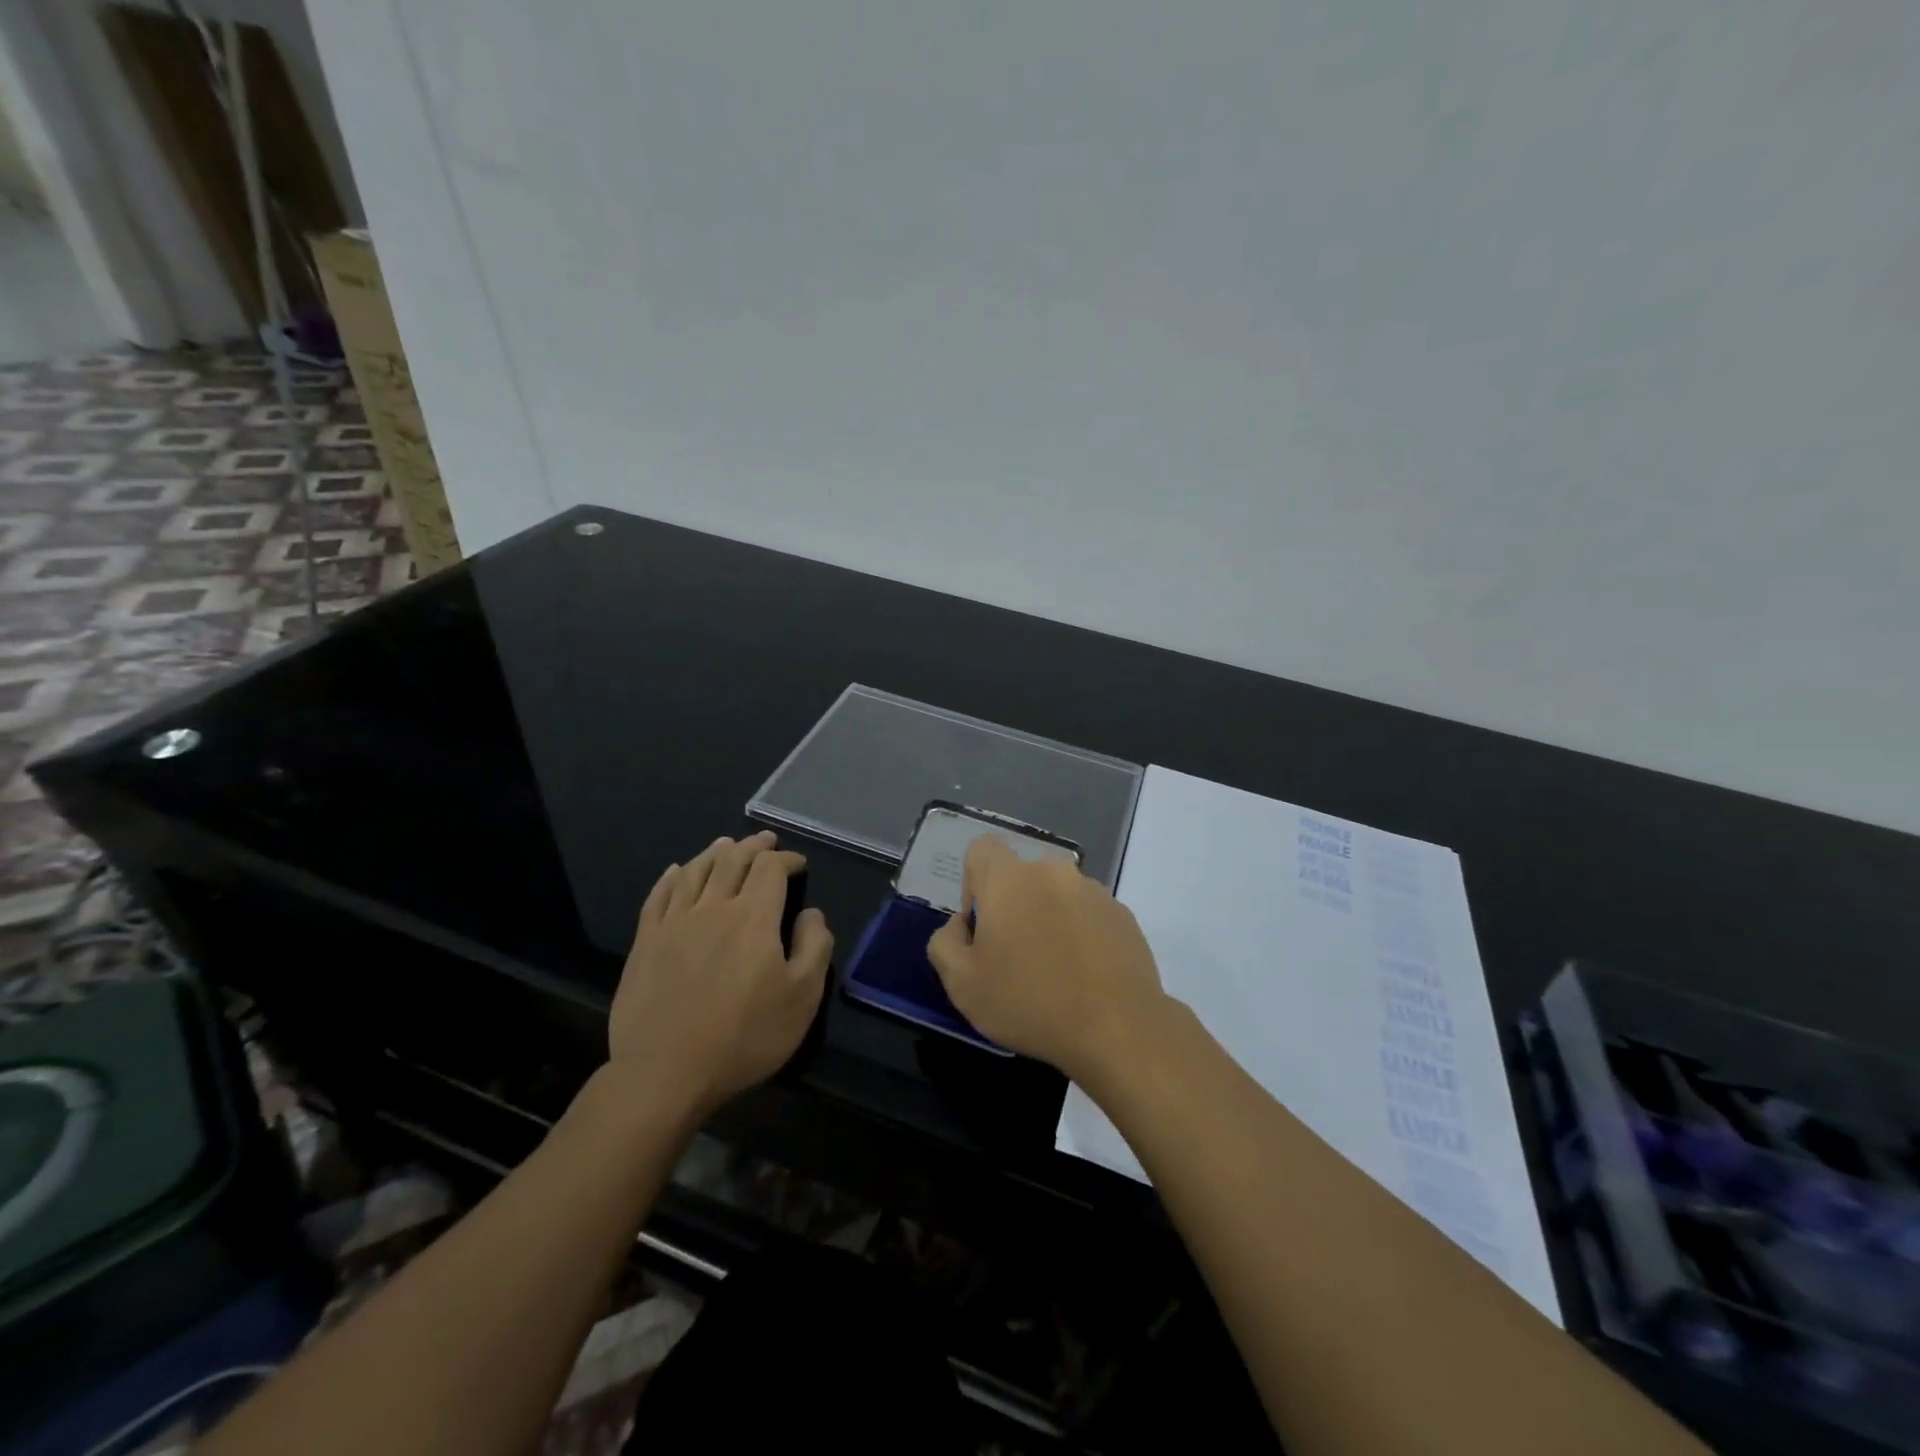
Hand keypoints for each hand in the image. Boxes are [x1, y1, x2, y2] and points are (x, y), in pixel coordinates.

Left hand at [607, 831, 832, 1118]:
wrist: (665, 1072)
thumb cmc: (744, 1036)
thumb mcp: (802, 997)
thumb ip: (815, 946)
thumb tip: (812, 913)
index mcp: (753, 916)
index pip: (771, 869)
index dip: (787, 859)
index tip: (798, 864)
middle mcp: (713, 907)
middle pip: (733, 860)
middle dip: (754, 846)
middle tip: (765, 840)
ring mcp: (674, 922)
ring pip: (696, 870)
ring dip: (715, 852)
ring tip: (726, 844)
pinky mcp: (645, 942)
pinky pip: (659, 895)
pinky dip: (672, 876)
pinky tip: (677, 871)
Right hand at [927, 835, 1168, 1084]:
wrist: (1119, 1030)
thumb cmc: (1030, 1003)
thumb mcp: (962, 984)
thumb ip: (945, 942)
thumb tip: (962, 925)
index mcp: (1010, 879)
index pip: (983, 849)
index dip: (973, 883)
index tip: (982, 927)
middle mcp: (1053, 872)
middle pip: (1021, 877)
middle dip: (1013, 908)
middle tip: (1014, 959)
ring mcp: (1094, 891)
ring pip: (1056, 896)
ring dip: (1048, 921)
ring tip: (1055, 974)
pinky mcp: (1123, 915)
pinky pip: (1088, 915)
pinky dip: (1080, 935)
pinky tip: (1084, 978)